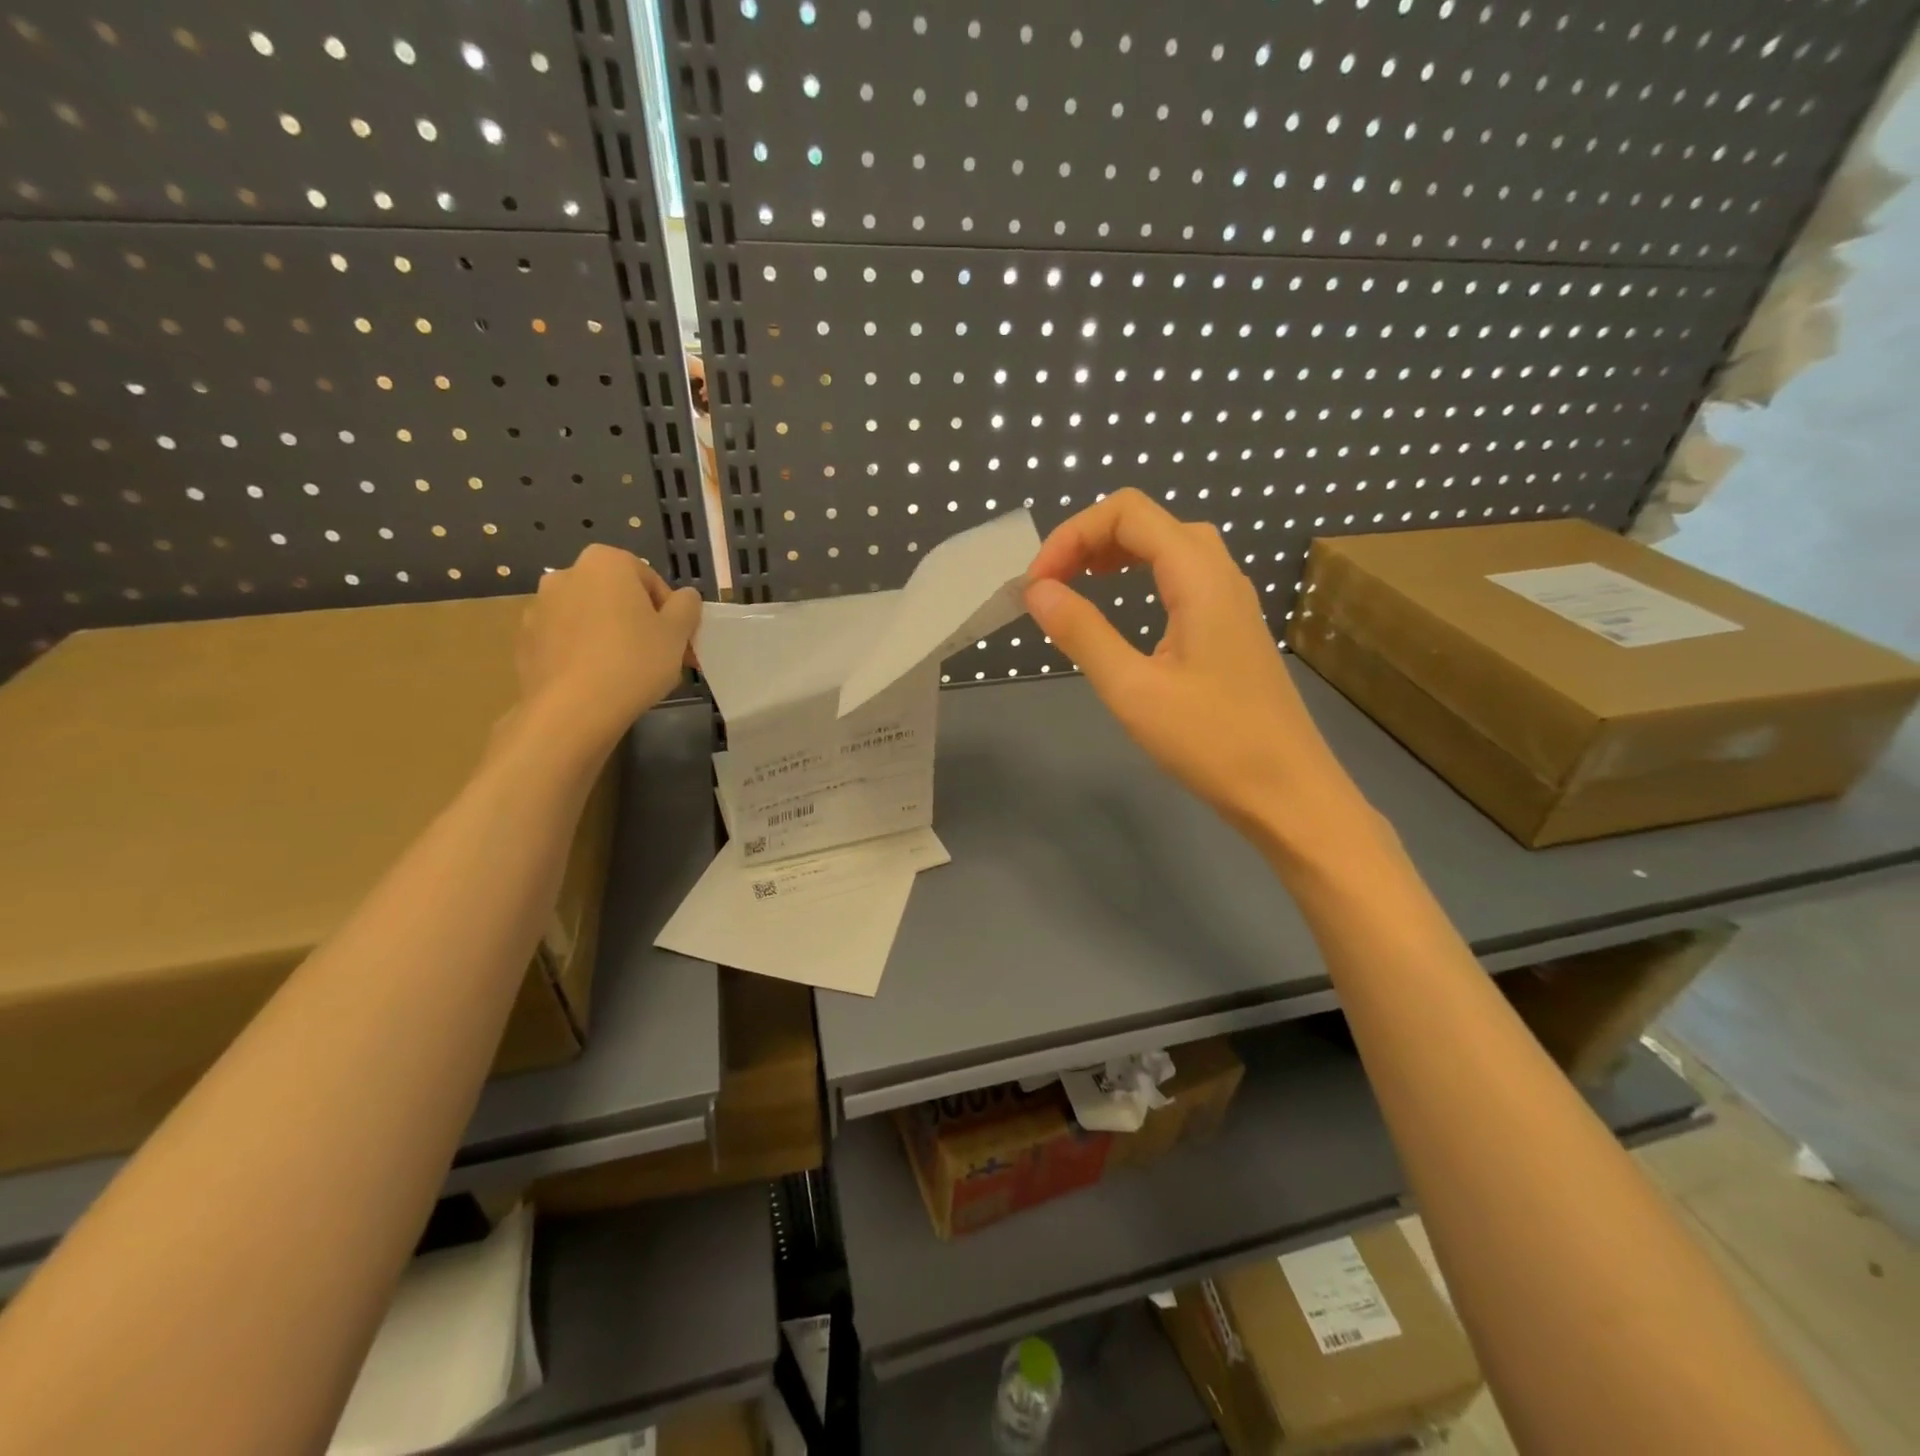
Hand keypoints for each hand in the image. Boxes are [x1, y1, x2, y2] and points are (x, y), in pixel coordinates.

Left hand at [515, 545, 701, 747]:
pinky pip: (567, 641)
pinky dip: (585, 654)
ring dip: (611, 636)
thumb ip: (687, 606)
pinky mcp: (526, 640)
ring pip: (591, 618)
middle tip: (660, 657)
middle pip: (617, 597)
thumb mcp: (678, 632)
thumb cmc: (634, 661)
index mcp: (605, 562)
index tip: (678, 640)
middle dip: (640, 622)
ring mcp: (540, 607)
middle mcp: (566, 574)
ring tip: (630, 673)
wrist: (573, 710)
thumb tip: (685, 597)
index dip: (670, 612)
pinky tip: (600, 681)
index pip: (650, 580)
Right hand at [1024, 489, 1359, 843]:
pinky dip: (1144, 575)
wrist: (1288, 793)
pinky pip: (1185, 576)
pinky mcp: (1234, 628)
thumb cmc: (1211, 742)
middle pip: (1150, 521)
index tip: (1037, 585)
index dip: (1073, 535)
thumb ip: (1082, 632)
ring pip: (1171, 546)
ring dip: (1118, 553)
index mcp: (1198, 576)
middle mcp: (1221, 574)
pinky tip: (1127, 609)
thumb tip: (1037, 590)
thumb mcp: (1133, 689)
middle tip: (1053, 583)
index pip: (1128, 513)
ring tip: (1079, 584)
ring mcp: (1233, 600)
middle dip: (1091, 539)